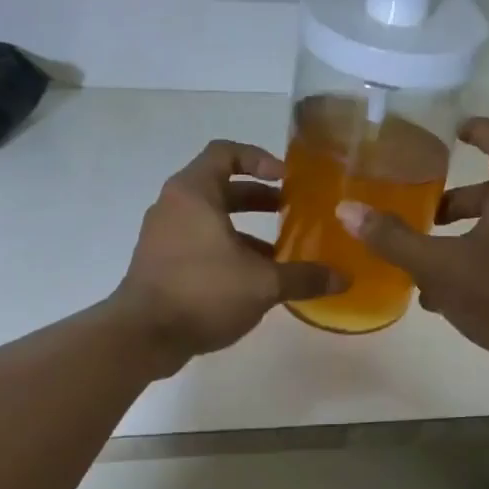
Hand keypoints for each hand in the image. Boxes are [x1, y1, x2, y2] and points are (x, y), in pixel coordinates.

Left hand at [115, 140, 343, 374]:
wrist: (144, 335)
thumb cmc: (202, 292)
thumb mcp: (262, 284)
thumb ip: (303, 277)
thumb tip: (344, 278)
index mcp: (194, 193)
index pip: (226, 153)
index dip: (259, 159)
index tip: (287, 179)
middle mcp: (174, 206)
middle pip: (220, 188)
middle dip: (258, 198)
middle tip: (290, 211)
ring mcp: (163, 237)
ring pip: (211, 221)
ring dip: (245, 231)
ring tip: (279, 253)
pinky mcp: (161, 264)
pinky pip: (199, 245)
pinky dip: (227, 252)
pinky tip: (253, 281)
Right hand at [337, 118, 488, 392]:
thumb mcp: (440, 265)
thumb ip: (395, 239)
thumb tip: (348, 210)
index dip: (481, 131)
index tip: (454, 129)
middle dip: (453, 200)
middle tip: (420, 210)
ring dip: (454, 240)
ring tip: (416, 258)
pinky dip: (463, 270)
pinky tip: (435, 298)